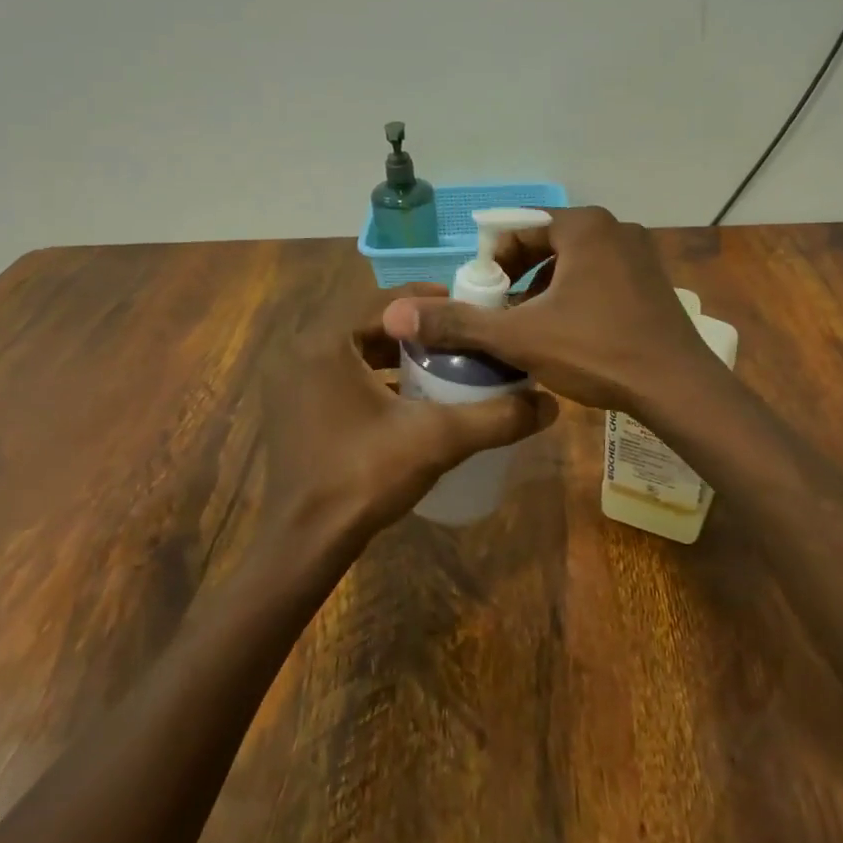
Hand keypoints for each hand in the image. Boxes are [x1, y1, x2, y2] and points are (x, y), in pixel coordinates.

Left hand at [259, 283, 557, 562]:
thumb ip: (495, 417)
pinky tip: (408, 399)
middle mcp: (302, 351)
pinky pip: (340, 376)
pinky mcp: (294, 409)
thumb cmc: (364, 476)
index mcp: (327, 341)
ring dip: (396, 353)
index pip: (386, 300)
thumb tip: (550, 405)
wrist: (304, 543)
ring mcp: (292, 382)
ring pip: (355, 350)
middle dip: (417, 329)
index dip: (432, 301)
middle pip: (370, 323)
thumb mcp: (438, 439)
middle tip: (460, 338)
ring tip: (441, 364)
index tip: (470, 311)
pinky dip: (374, 378)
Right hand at [380, 208, 722, 416]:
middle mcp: (614, 228)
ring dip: (542, 292)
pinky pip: (598, 279)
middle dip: (515, 280)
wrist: (678, 389)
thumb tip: (396, 313)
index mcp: (584, 226)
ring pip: (572, 265)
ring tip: (527, 330)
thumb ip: (458, 322)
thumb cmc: (597, 351)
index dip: (489, 265)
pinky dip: (573, 299)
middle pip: (545, 246)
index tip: (480, 302)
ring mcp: (638, 254)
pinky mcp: (651, 282)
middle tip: (500, 318)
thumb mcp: (520, 337)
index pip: (516, 230)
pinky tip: (566, 335)